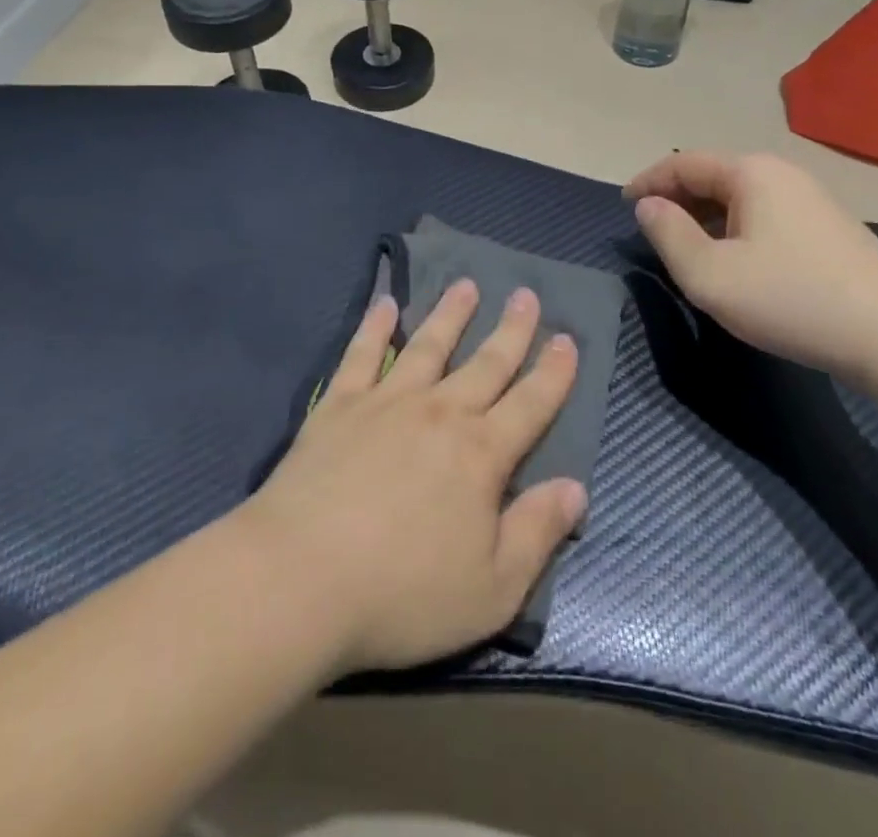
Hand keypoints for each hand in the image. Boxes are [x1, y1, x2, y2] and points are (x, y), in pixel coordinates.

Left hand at [239, 281, 584, 676]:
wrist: (301, 578)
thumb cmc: (402, 594)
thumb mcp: (492, 588)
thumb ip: (538, 533)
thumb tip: (576, 488)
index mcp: (481, 454)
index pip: (530, 404)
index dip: (553, 373)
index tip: (567, 339)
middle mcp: (440, 412)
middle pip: (485, 362)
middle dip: (512, 329)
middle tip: (526, 294)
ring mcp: (387, 401)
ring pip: (428, 345)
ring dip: (451, 313)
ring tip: (466, 285)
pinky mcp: (339, 404)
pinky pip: (363, 353)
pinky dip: (374, 325)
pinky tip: (384, 303)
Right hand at [626, 151, 877, 382]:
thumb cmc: (791, 298)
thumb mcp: (710, 274)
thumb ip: (668, 235)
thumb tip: (648, 206)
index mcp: (750, 172)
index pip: (683, 162)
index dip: (648, 181)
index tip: (623, 206)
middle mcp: (781, 173)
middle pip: (712, 175)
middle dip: (676, 198)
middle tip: (650, 230)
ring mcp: (809, 199)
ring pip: (739, 197)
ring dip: (704, 216)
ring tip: (685, 248)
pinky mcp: (827, 228)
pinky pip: (763, 215)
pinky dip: (733, 228)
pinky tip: (732, 261)